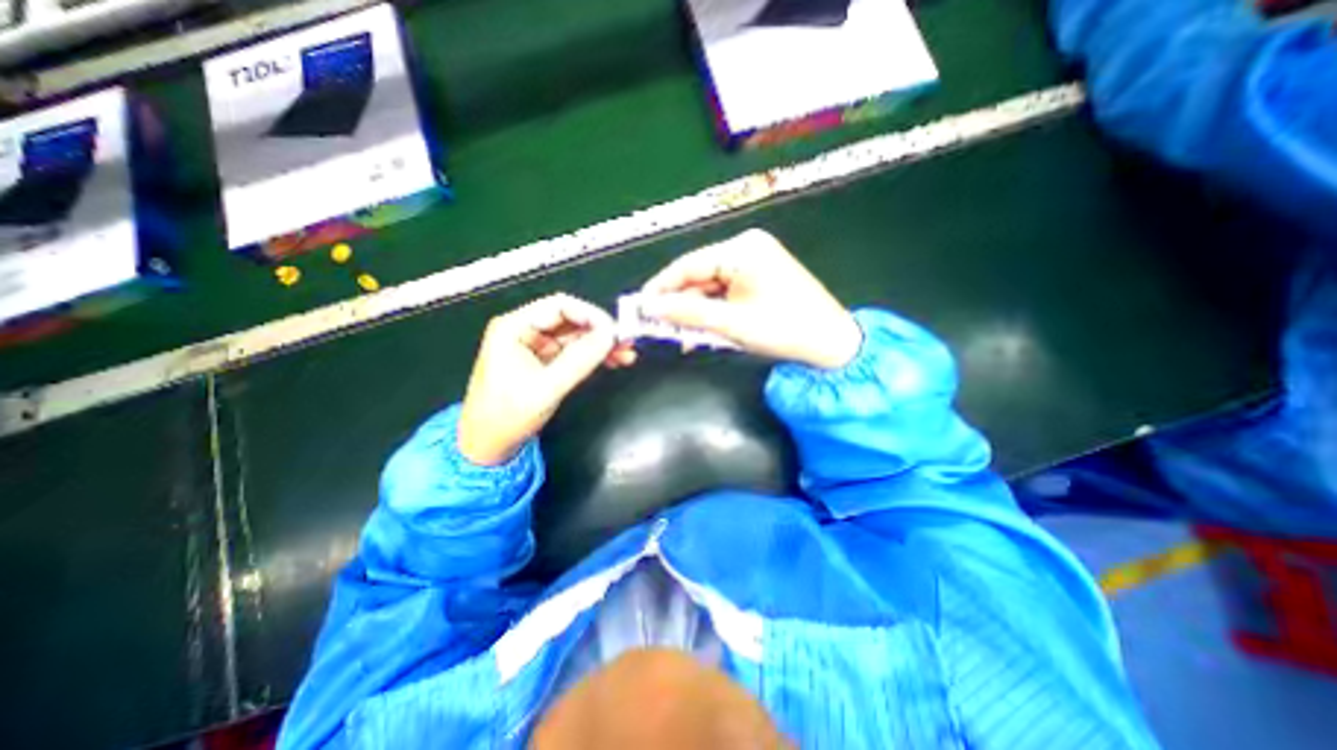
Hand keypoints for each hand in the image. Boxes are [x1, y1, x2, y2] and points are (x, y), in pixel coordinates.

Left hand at [461, 293, 636, 466]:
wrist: (488, 446)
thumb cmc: (507, 416)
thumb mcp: (546, 387)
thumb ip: (580, 360)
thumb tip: (610, 336)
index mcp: (514, 328)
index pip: (559, 306)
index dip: (591, 315)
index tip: (615, 331)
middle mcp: (524, 330)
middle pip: (570, 320)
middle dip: (599, 331)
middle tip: (626, 342)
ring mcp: (535, 346)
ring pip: (575, 336)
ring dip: (600, 344)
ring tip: (626, 354)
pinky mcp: (543, 361)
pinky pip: (573, 352)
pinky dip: (592, 356)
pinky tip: (612, 361)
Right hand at [642, 228, 862, 369]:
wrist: (831, 343)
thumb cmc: (785, 330)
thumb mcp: (732, 324)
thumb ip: (689, 313)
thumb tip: (651, 307)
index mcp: (742, 250)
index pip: (689, 265)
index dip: (661, 287)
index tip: (641, 307)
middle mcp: (747, 247)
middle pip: (699, 275)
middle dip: (680, 303)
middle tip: (660, 327)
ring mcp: (755, 261)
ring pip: (711, 286)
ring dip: (696, 311)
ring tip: (682, 335)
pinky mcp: (759, 275)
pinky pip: (726, 291)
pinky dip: (713, 310)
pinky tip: (704, 329)